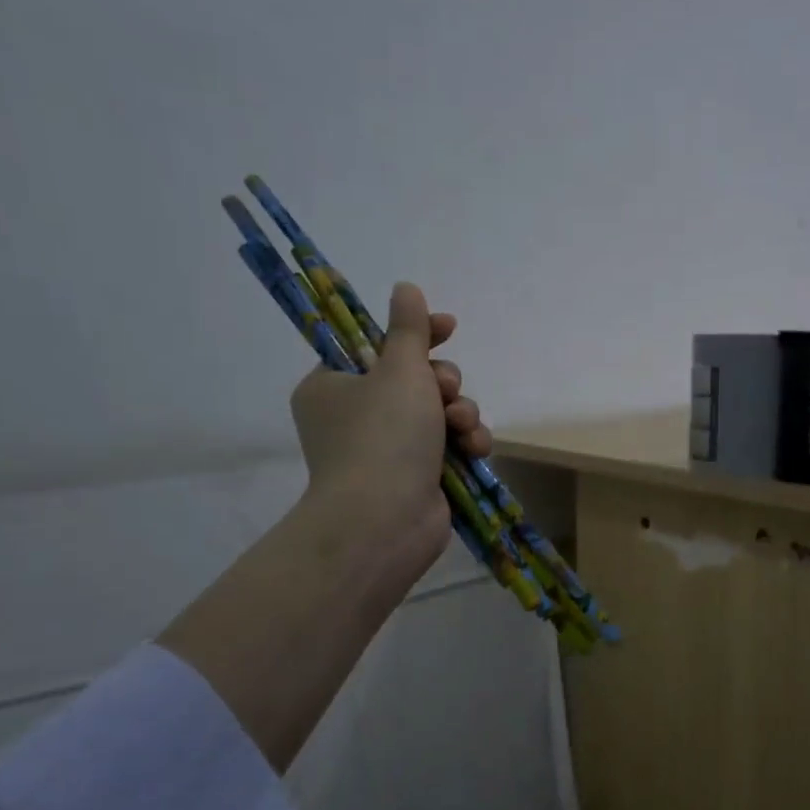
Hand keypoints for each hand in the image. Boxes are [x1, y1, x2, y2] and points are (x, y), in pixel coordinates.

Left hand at [158, 280, 492, 770]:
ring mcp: (386, 450)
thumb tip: (405, 287)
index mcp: (334, 385)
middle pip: (414, 378)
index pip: (375, 344)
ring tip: (461, 426)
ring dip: (459, 412)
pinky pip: (447, 444)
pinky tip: (475, 448)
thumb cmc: (383, 436)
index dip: (415, 333)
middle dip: (441, 382)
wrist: (385, 522)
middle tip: (443, 391)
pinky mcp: (416, 475)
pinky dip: (464, 442)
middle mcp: (356, 416)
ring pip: (438, 412)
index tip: (447, 326)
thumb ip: (409, 329)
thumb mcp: (399, 369)